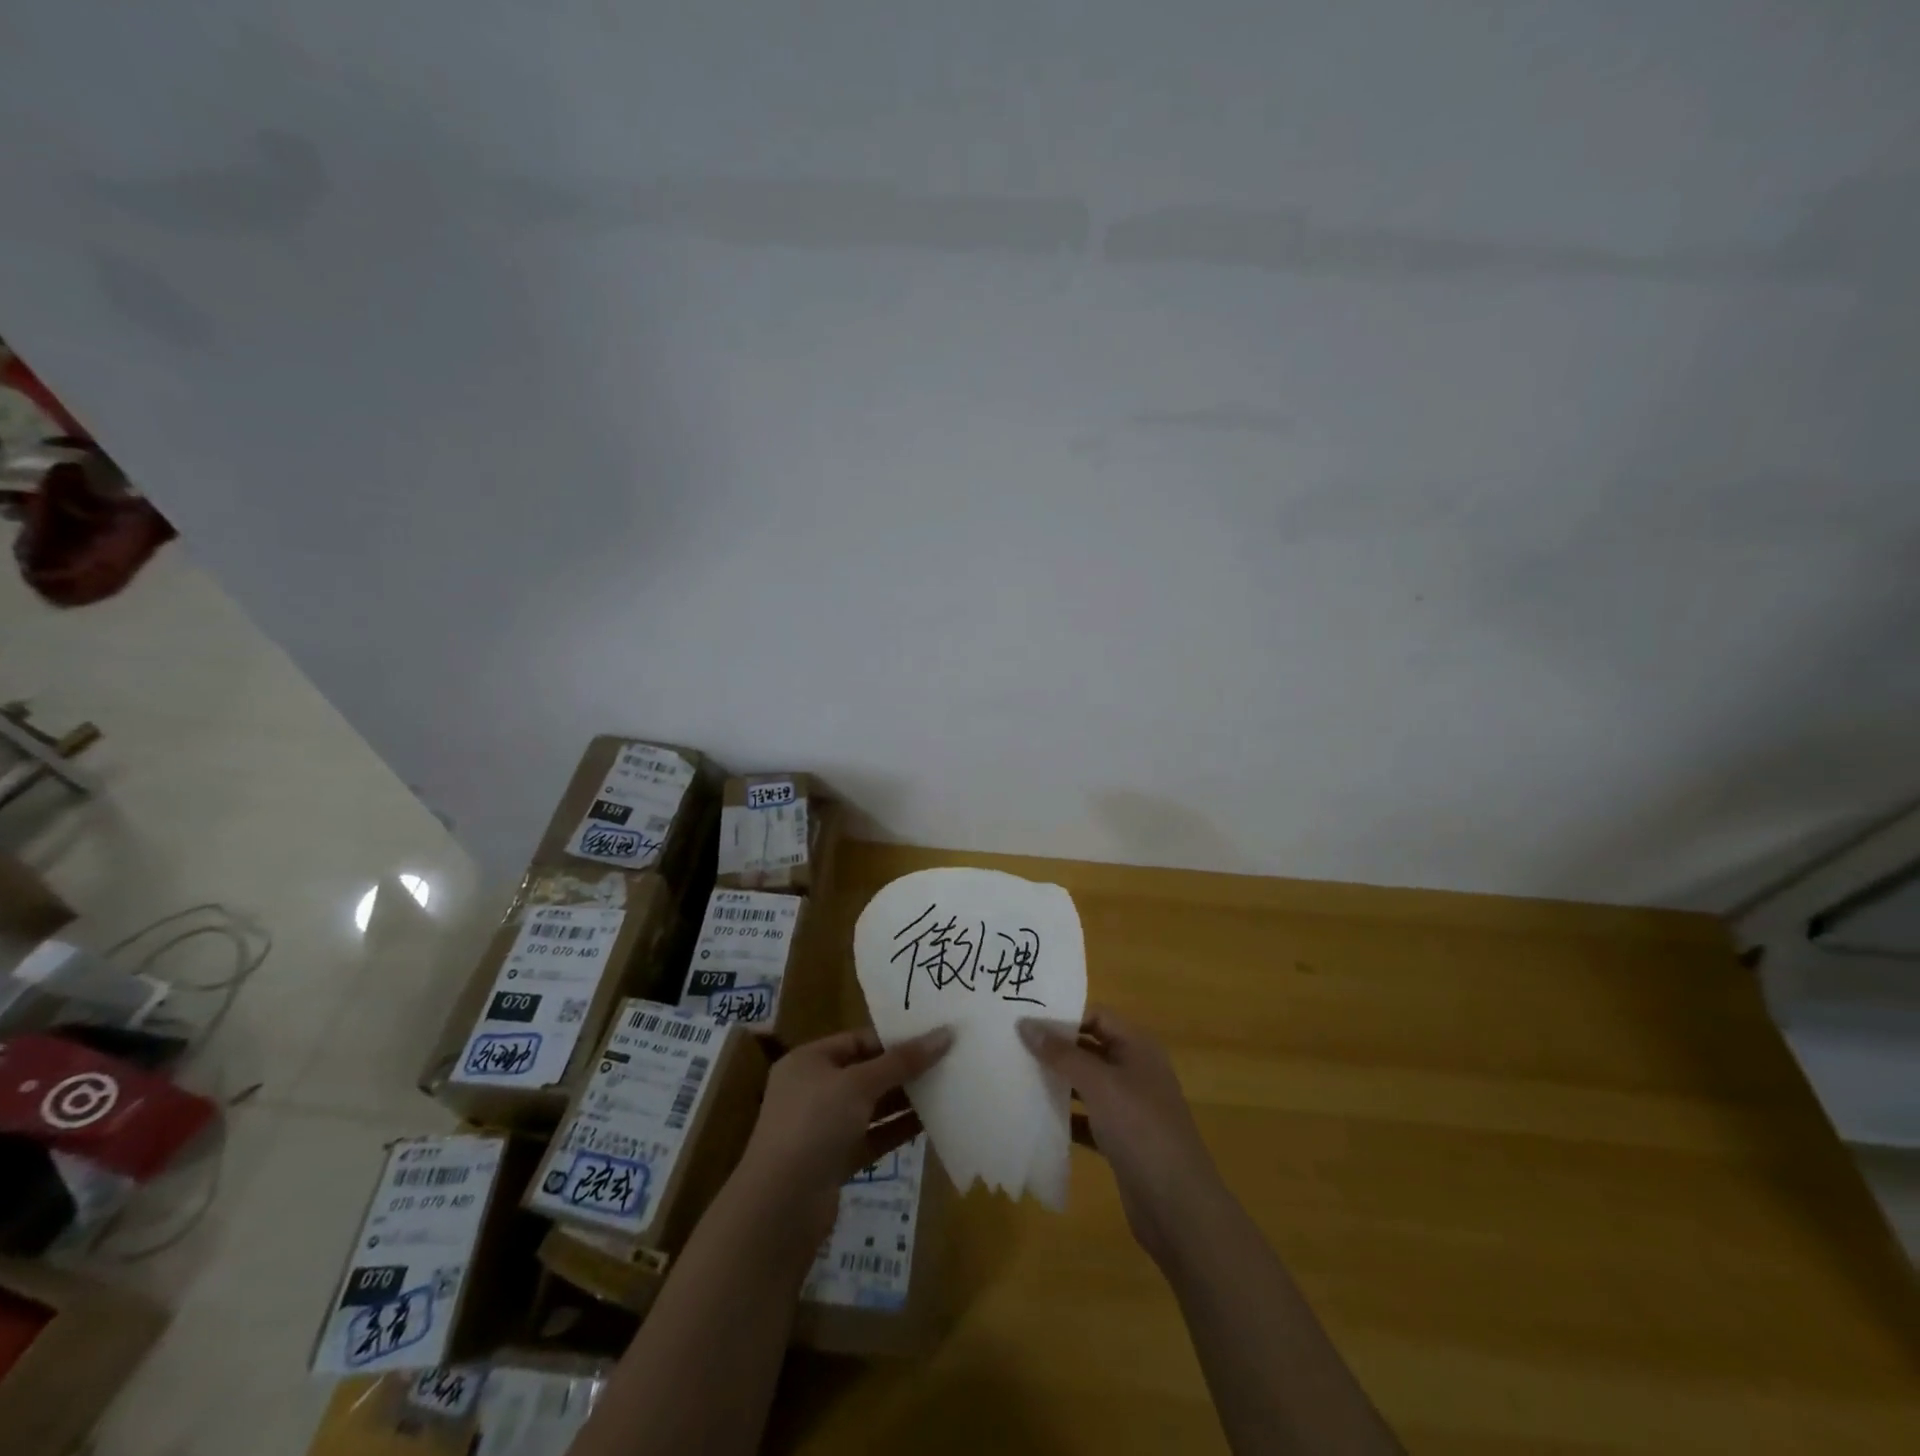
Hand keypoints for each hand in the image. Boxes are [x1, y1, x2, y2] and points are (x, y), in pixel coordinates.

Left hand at [735, 1025, 953, 1247]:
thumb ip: (902, 1061)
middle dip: (903, 1069)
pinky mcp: (834, 1162)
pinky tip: (929, 1125)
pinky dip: (896, 1131)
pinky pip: (872, 1137)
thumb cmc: (814, 1125)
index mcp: (809, 1061)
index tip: (933, 1037)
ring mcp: (822, 1128)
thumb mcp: (859, 1084)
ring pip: (871, 1107)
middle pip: (866, 1072)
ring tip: (945, 1090)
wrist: (779, 1208)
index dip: (894, 1038)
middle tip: (947, 1062)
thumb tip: (945, 1034)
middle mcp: (813, 1090)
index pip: (858, 1040)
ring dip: (904, 1100)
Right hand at [1019, 1008, 1222, 1266]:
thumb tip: (1025, 1024)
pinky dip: (1066, 1116)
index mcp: (1138, 1047)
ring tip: (1018, 1077)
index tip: (1025, 1021)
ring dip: (1058, 1081)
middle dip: (1056, 1048)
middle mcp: (1135, 1070)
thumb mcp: (1099, 1084)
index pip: (1096, 1016)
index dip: (1063, 1016)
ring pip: (1087, 1084)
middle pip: (1090, 1048)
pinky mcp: (1121, 1139)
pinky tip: (1037, 1118)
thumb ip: (1061, 1054)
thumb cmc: (1140, 1129)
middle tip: (1014, 1046)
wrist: (1177, 1206)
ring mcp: (1130, 1107)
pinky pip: (1088, 1118)